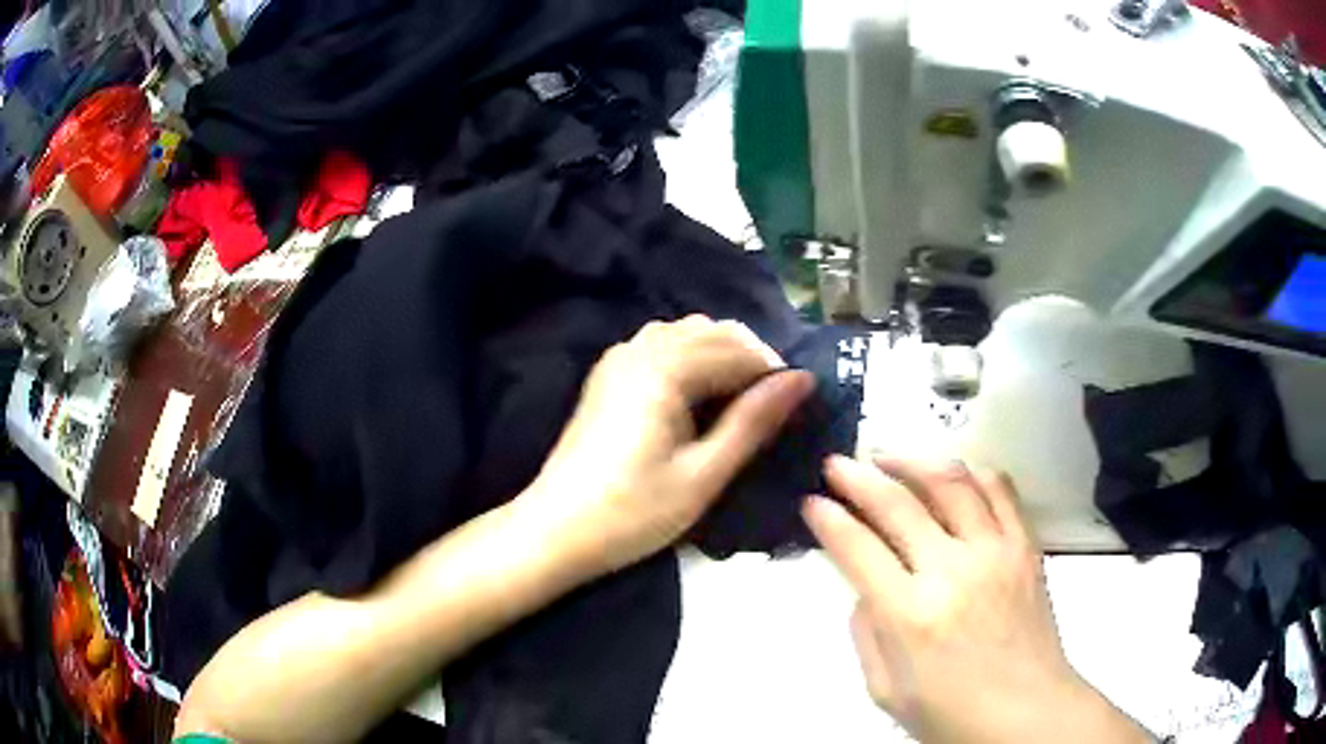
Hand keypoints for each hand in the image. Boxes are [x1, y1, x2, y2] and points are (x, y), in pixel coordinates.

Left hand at [523, 316, 814, 575]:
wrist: (555, 531)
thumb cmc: (632, 513)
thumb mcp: (703, 474)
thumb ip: (753, 422)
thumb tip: (802, 380)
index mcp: (664, 368)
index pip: (739, 349)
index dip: (774, 375)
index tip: (796, 410)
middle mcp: (640, 348)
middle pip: (714, 331)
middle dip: (750, 362)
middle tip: (770, 412)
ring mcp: (619, 358)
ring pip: (688, 334)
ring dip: (721, 358)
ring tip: (738, 407)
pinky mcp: (609, 374)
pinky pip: (662, 346)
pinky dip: (692, 361)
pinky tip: (698, 400)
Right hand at [804, 456, 1150, 743]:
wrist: (1027, 712)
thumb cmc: (952, 714)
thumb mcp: (886, 691)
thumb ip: (866, 635)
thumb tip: (864, 588)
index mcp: (910, 615)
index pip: (857, 548)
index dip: (828, 519)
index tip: (812, 502)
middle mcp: (951, 571)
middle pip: (898, 504)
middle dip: (858, 477)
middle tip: (837, 464)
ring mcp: (994, 552)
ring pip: (951, 482)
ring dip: (913, 461)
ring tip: (889, 457)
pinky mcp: (1025, 546)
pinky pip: (1000, 490)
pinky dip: (972, 471)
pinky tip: (952, 472)